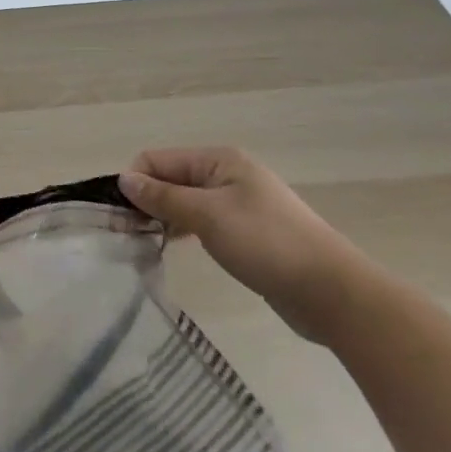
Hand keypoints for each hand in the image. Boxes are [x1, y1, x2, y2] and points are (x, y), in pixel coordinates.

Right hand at [119, 147, 372, 340]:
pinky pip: (203, 221)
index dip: (135, 183)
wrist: (331, 292)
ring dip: (164, 216)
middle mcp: (227, 174)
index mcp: (219, 160)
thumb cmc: (266, 243)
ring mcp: (239, 203)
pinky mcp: (247, 232)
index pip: (159, 159)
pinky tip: (173, 247)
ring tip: (144, 242)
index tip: (119, 216)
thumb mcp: (208, 216)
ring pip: (186, 201)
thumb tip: (124, 179)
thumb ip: (163, 197)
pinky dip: (184, 230)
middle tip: (126, 233)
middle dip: (147, 199)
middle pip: (171, 178)